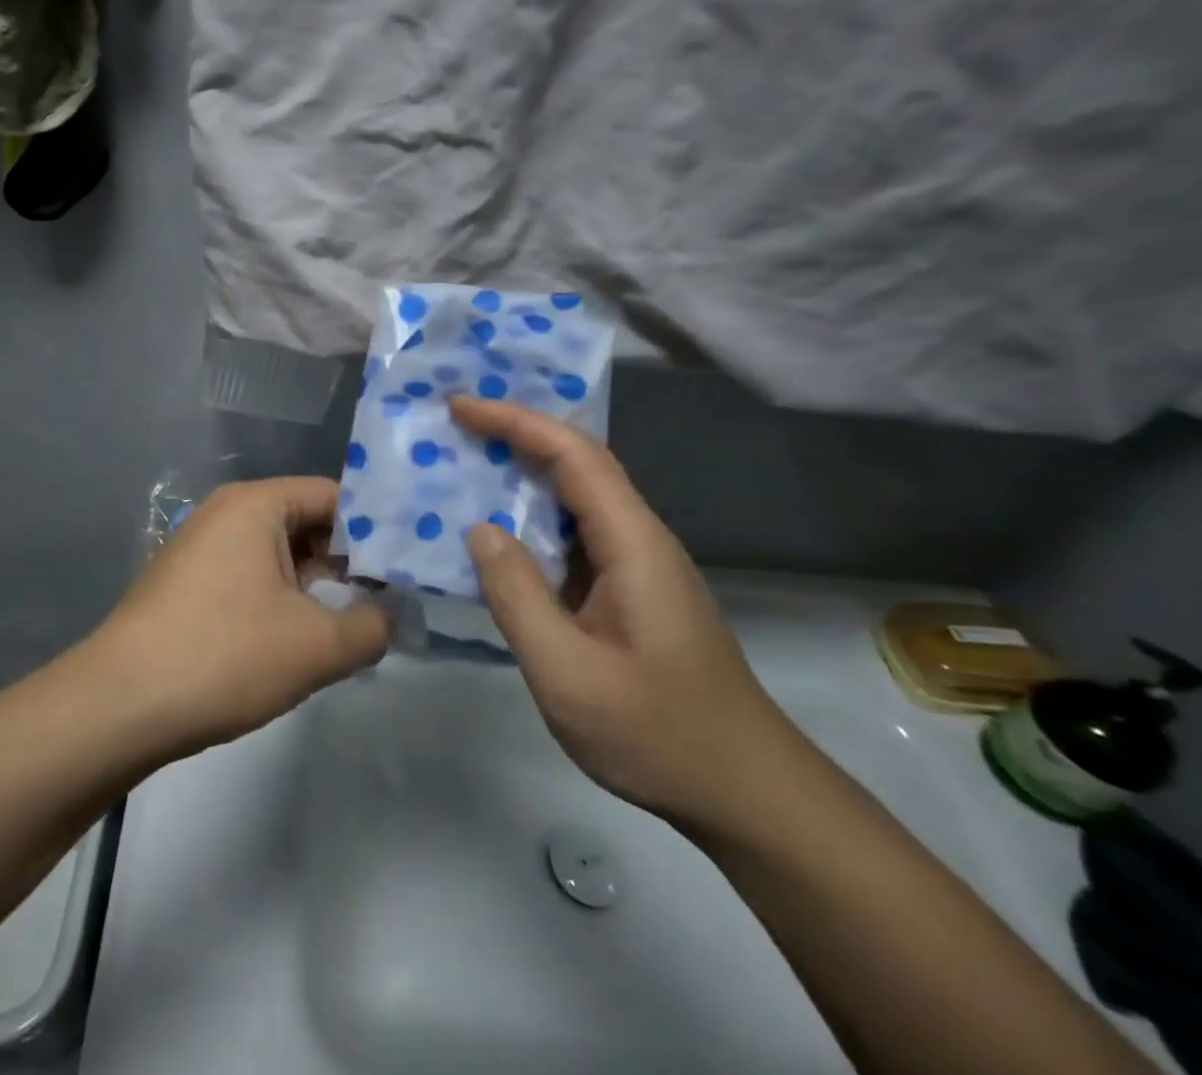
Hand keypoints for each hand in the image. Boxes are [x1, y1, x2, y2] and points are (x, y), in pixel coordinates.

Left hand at [92, 478, 390, 756]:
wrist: (119, 705)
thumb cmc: (224, 656)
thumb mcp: (316, 645)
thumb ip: (372, 627)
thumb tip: (392, 616)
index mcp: (255, 504)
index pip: (332, 496)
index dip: (375, 528)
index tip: (407, 565)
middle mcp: (225, 513)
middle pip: (305, 522)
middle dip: (348, 560)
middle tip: (391, 599)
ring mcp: (200, 548)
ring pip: (277, 554)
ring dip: (316, 585)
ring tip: (355, 623)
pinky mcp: (187, 584)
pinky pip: (250, 577)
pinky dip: (282, 599)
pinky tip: (302, 638)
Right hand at [450, 397, 800, 830]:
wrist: (746, 794)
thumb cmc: (657, 734)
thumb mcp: (568, 672)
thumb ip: (517, 595)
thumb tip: (480, 529)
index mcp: (632, 542)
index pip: (573, 454)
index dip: (515, 421)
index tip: (460, 406)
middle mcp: (640, 539)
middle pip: (579, 463)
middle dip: (517, 433)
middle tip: (455, 424)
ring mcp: (639, 566)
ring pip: (577, 498)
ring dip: (523, 473)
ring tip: (465, 465)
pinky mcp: (631, 592)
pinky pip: (575, 535)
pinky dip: (532, 519)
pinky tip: (499, 535)